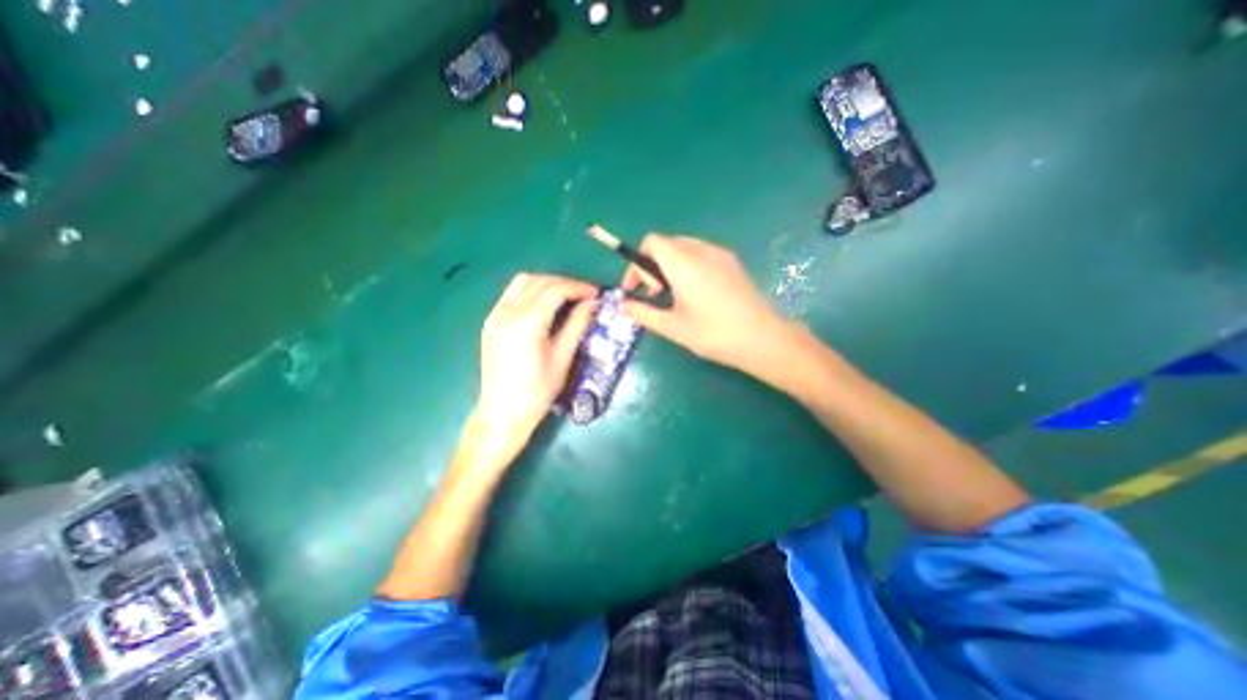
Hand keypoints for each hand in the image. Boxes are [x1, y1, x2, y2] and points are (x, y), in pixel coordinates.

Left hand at [474, 269, 597, 451]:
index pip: (556, 290)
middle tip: (586, 296)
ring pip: (523, 282)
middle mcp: (507, 311)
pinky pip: (512, 293)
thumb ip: (577, 326)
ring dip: (548, 283)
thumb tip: (592, 304)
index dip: (579, 288)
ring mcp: (495, 315)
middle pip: (540, 282)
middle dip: (566, 283)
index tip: (596, 294)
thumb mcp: (562, 359)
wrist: (502, 413)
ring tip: (567, 296)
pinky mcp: (490, 322)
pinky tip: (544, 304)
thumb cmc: (537, 391)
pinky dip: (531, 290)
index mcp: (527, 322)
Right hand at [617, 233, 803, 376]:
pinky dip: (687, 266)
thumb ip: (643, 313)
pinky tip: (695, 293)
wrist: (762, 338)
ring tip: (673, 296)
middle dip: (652, 266)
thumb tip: (622, 305)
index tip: (636, 289)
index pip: (651, 242)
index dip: (637, 263)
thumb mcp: (672, 327)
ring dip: (669, 266)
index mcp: (683, 263)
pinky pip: (701, 254)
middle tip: (654, 295)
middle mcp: (701, 250)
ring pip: (684, 248)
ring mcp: (720, 254)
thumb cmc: (713, 334)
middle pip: (666, 244)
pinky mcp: (732, 262)